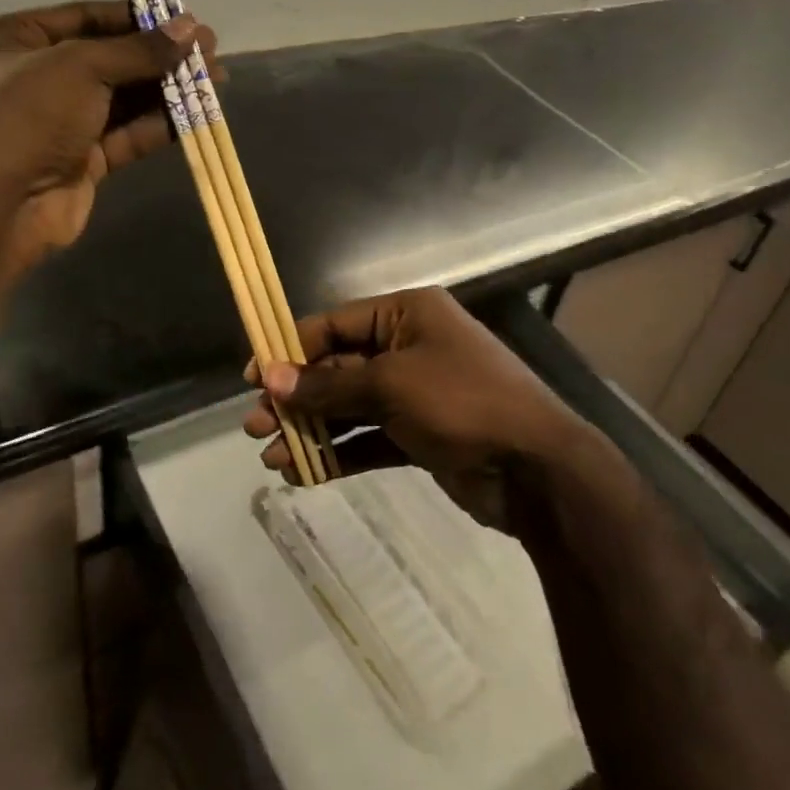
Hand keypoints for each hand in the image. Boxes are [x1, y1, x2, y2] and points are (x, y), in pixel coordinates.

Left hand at [0, 0, 210, 280]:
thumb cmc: (26, 115)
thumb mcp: (81, 66)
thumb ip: (139, 49)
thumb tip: (192, 28)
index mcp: (15, 40)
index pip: (86, 17)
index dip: (136, 17)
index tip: (183, 18)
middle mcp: (37, 78)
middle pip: (110, 59)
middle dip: (160, 54)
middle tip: (210, 48)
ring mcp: (61, 123)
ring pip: (124, 99)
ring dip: (168, 88)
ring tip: (216, 77)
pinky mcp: (83, 161)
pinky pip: (127, 134)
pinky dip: (160, 124)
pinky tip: (198, 113)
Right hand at [243, 287, 601, 532]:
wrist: (536, 469)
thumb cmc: (462, 403)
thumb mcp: (391, 385)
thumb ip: (328, 384)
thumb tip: (270, 377)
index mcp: (407, 315)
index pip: (335, 324)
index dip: (291, 349)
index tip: (254, 378)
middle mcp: (409, 346)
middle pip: (338, 367)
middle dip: (297, 397)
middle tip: (256, 425)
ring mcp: (415, 393)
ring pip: (350, 406)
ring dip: (312, 430)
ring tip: (270, 456)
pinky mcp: (420, 434)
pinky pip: (369, 437)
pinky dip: (339, 453)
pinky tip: (304, 474)